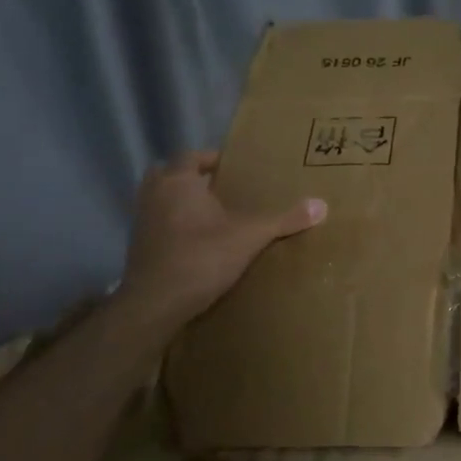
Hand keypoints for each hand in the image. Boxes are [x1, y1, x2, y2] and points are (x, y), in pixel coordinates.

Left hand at [117, 151, 325, 330]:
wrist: (154, 304)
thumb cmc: (201, 258)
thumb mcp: (249, 237)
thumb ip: (283, 220)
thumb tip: (322, 205)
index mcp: (178, 181)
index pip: (191, 156)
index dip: (211, 159)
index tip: (233, 168)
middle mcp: (154, 194)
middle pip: (170, 175)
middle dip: (193, 179)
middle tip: (220, 190)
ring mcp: (141, 221)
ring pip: (161, 200)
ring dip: (181, 203)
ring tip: (211, 216)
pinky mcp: (138, 247)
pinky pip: (158, 225)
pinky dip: (173, 227)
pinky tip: (195, 243)